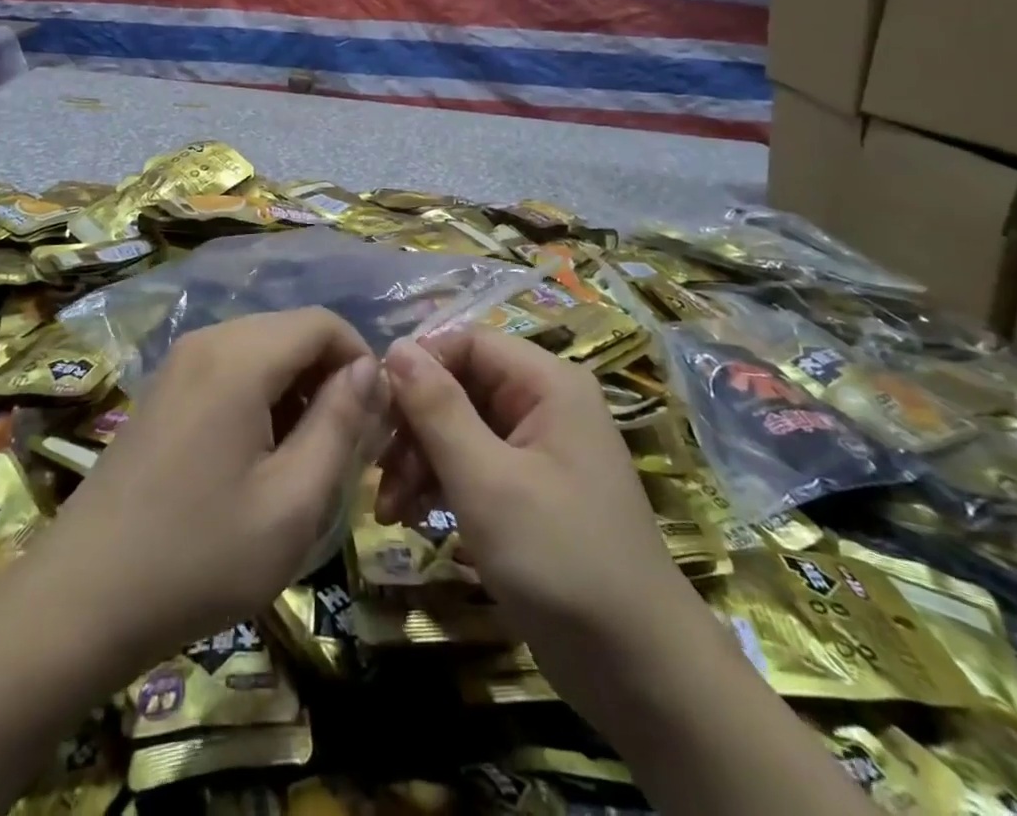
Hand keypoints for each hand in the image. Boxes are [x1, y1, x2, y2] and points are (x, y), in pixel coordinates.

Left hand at [25, 308, 380, 674]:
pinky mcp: (164, 388)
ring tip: (304, 457)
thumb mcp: (293, 501)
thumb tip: (369, 368)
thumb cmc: (199, 556)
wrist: (81, 600)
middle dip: (329, 377)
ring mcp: (179, 362)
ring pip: (263, 349)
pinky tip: (257, 456)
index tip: (374, 420)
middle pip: (292, 331)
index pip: (323, 322)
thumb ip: (340, 424)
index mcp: (240, 356)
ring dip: (297, 389)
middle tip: (344, 446)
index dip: (361, 360)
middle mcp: (208, 340)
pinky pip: (231, 368)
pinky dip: (262, 396)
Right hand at [379, 330, 703, 712]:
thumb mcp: (487, 481)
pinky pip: (474, 465)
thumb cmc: (561, 560)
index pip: (468, 342)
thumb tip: (396, 347)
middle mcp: (544, 404)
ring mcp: (538, 449)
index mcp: (547, 384)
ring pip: (461, 428)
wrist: (640, 674)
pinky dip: (440, 485)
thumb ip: (438, 409)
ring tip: (388, 510)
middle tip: (376, 470)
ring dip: (419, 461)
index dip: (420, 366)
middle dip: (414, 425)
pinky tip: (410, 518)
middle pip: (461, 386)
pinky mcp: (529, 491)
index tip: (376, 409)